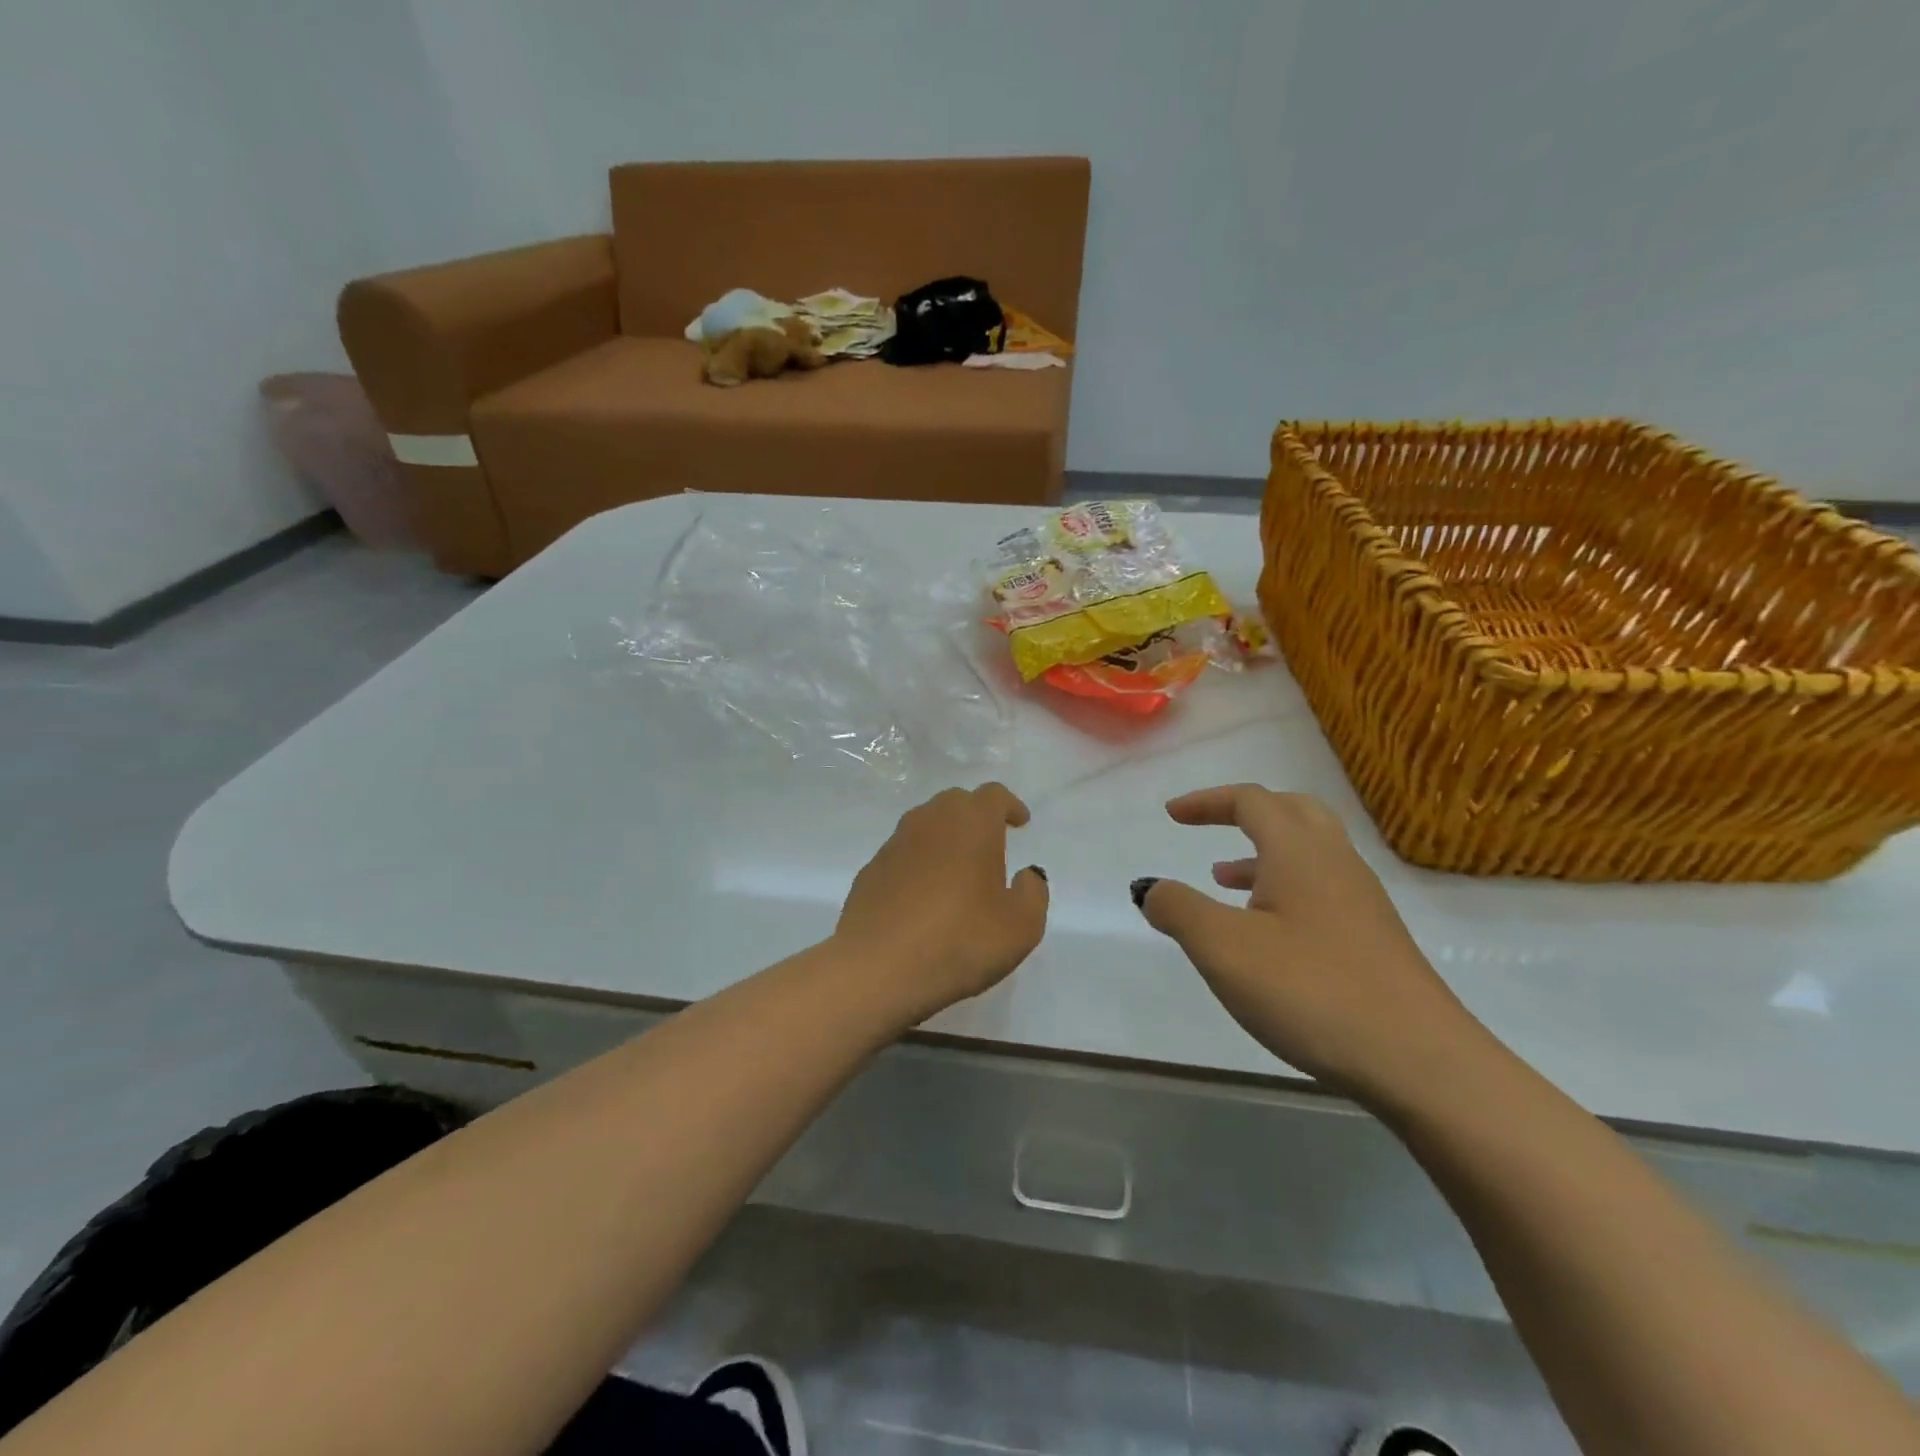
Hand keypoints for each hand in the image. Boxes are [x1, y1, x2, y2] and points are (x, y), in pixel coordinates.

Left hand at [834, 783, 1049, 1022]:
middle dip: (976, 816)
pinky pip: (903, 854)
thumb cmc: (959, 941)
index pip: (993, 795)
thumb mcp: (1020, 927)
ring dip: (945, 838)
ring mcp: (894, 844)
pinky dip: (919, 863)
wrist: (877, 968)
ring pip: (926, 825)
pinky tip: (924, 896)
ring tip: (958, 870)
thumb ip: (1032, 893)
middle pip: (956, 802)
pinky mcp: (870, 870)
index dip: (1010, 806)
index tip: (1020, 822)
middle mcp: (930, 821)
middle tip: (990, 843)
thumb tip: (1026, 875)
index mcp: (971, 823)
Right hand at [1134, 785, 1490, 1103]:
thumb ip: (1178, 909)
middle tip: (1209, 829)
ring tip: (1224, 881)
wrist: (1420, 1062)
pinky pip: (1321, 888)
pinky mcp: (1375, 939)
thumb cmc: (1311, 991)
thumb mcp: (1223, 948)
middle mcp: (1336, 863)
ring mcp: (1362, 901)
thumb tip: (1149, 887)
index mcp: (1299, 851)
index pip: (1251, 800)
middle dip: (1243, 813)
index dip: (1207, 801)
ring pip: (1309, 852)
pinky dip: (1284, 888)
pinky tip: (1266, 933)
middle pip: (1291, 811)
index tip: (1172, 815)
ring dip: (1263, 853)